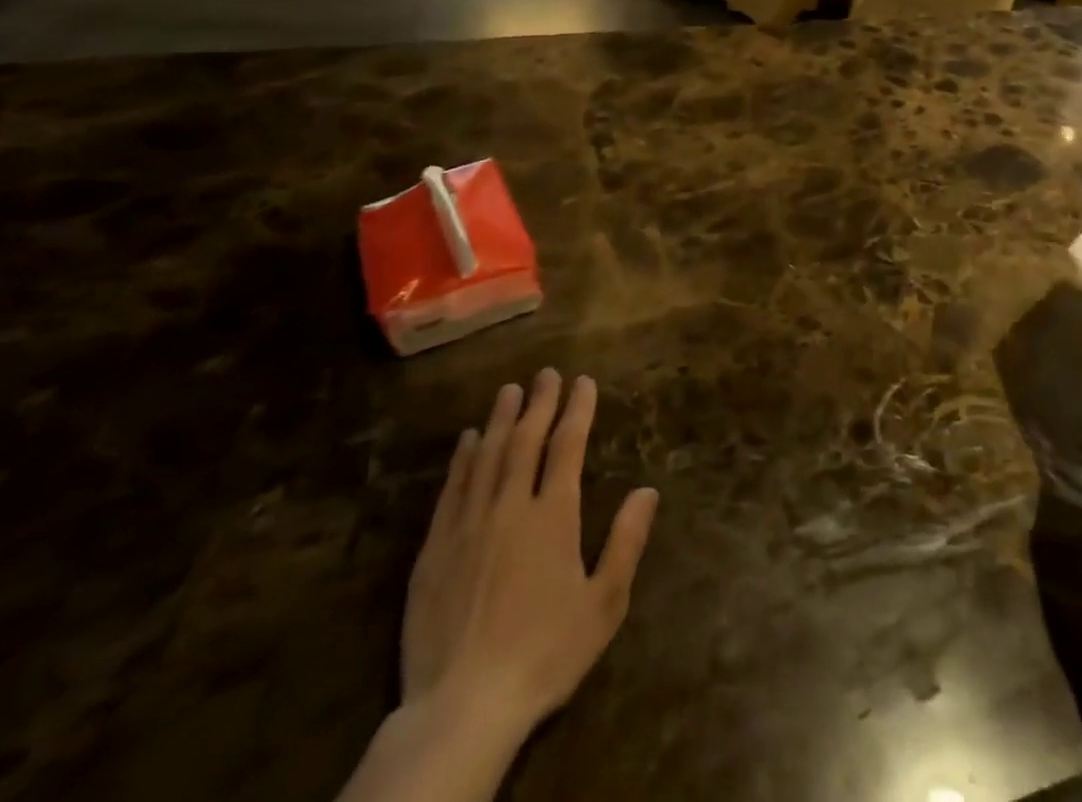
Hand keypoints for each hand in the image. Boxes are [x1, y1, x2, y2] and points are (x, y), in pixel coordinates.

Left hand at [401, 371, 658, 743]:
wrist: (462, 707)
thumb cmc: (545, 654)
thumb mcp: (603, 604)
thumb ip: (626, 542)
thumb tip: (648, 490)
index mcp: (553, 516)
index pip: (567, 446)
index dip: (577, 410)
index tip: (583, 382)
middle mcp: (510, 507)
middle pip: (526, 441)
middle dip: (540, 403)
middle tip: (547, 373)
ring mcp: (468, 526)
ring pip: (487, 456)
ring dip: (501, 419)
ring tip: (509, 390)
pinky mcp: (434, 550)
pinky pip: (452, 489)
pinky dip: (463, 458)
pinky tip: (468, 440)